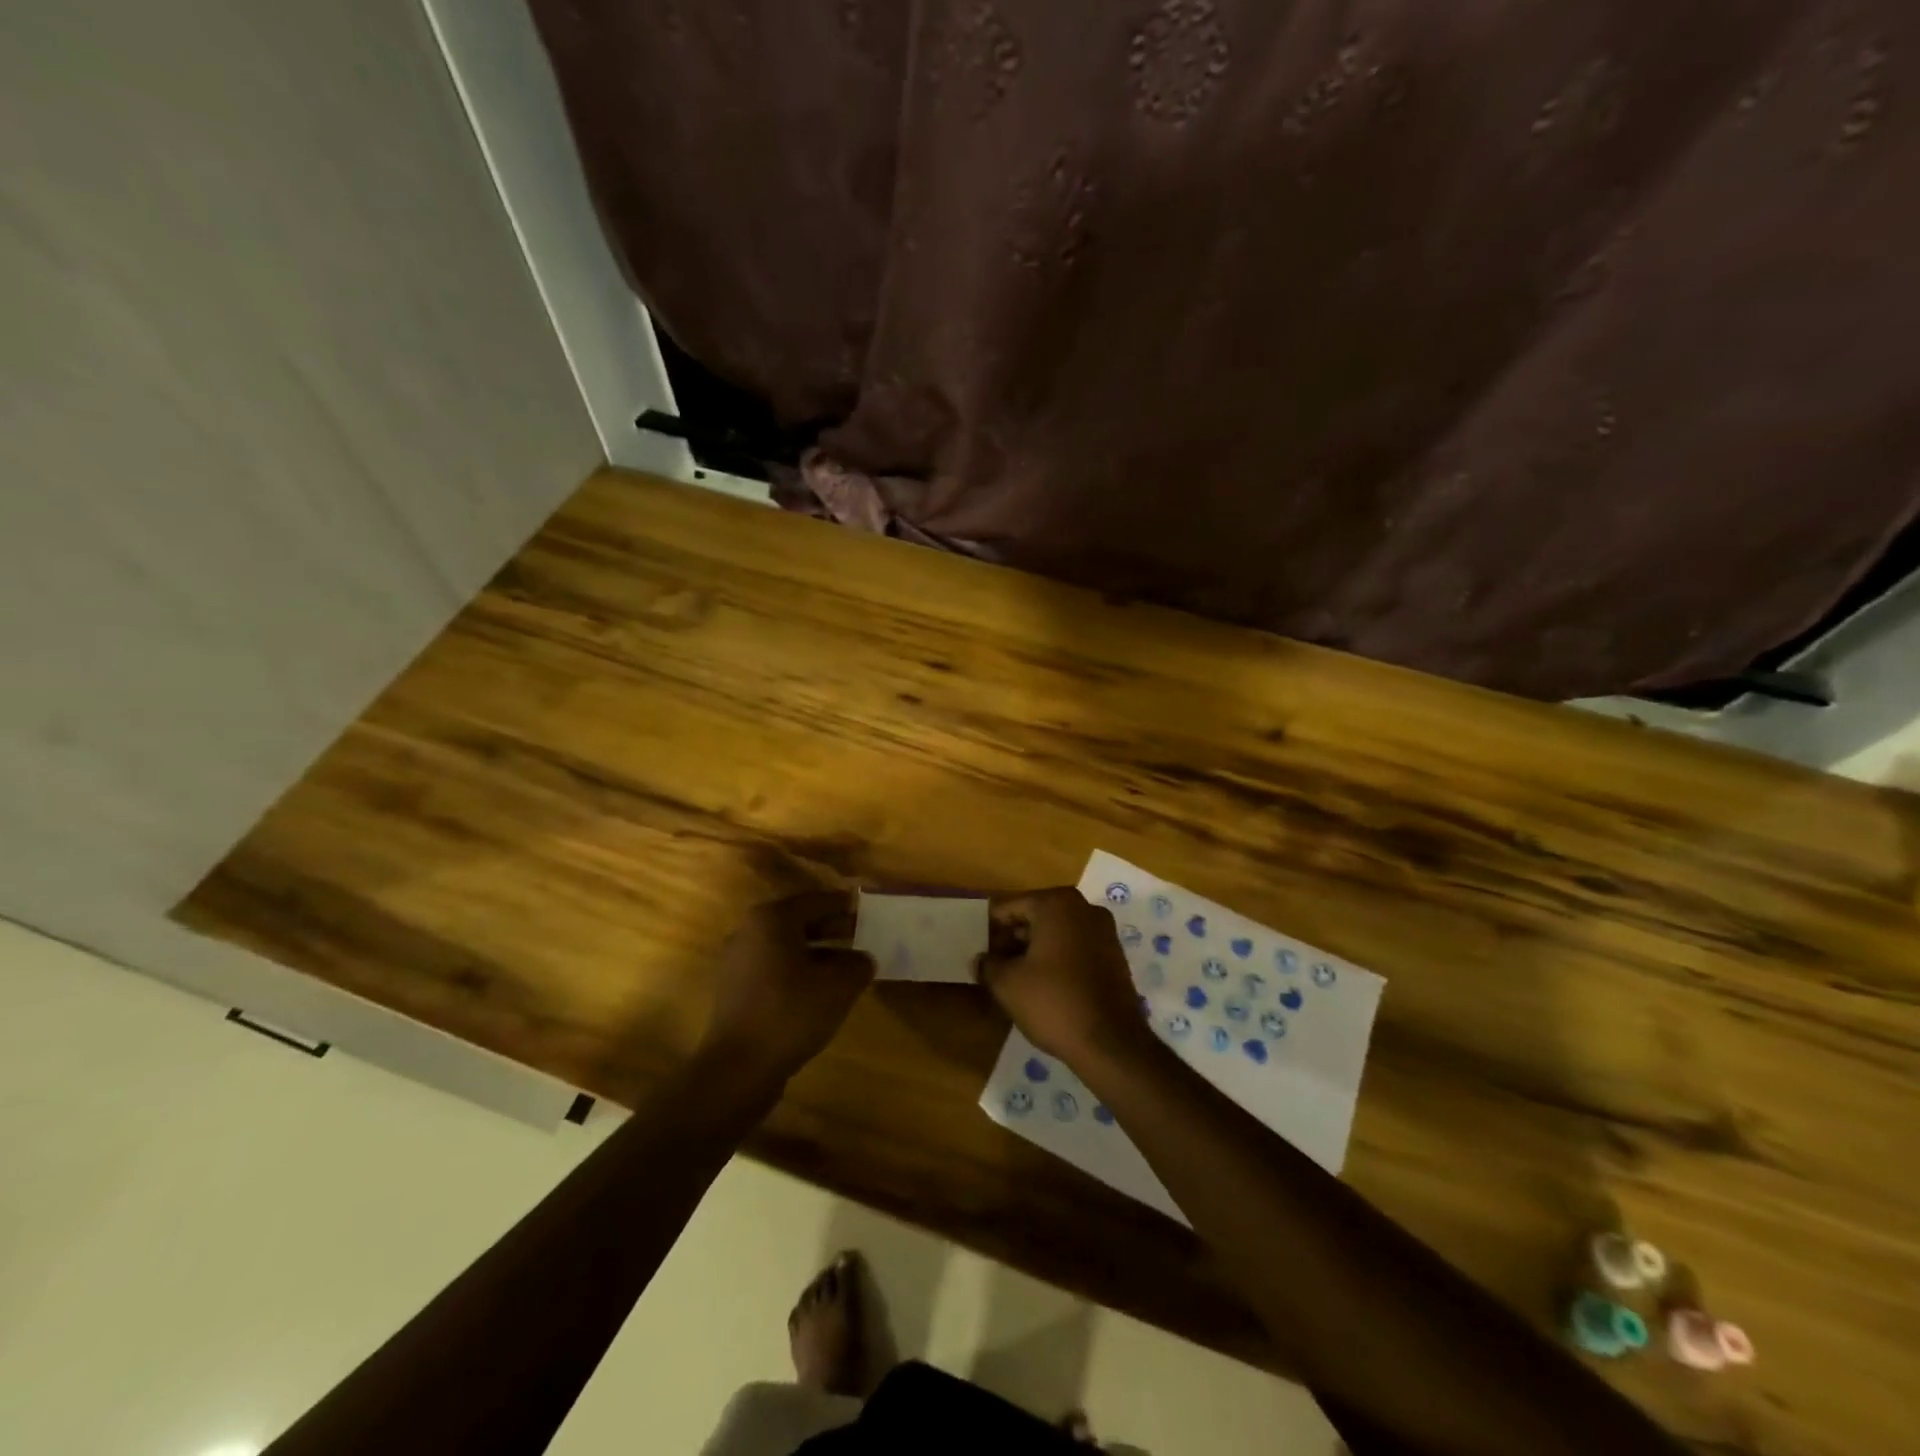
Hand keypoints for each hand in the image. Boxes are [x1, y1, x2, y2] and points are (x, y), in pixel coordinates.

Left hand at [702, 889, 874, 1080]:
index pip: (817, 900)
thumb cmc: (791, 1013)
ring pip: (788, 947)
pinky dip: (800, 971)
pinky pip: (776, 968)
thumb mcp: (839, 985)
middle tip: (864, 935)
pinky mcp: (737, 990)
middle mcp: (750, 931)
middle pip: (800, 921)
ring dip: (819, 952)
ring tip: (849, 965)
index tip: (869, 910)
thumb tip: (863, 959)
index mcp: (772, 919)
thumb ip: (858, 964)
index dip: (846, 905)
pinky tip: (823, 991)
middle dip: (833, 928)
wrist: (738, 1068)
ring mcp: (739, 961)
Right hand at [976, 887, 1146, 1065]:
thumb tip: (979, 960)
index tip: (979, 954)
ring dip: (1033, 951)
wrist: (1111, 1043)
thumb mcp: (1007, 984)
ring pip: (1056, 933)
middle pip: (1034, 916)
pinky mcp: (1114, 955)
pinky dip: (1057, 959)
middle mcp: (1083, 908)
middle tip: (993, 967)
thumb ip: (987, 965)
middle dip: (1012, 940)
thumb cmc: (1054, 1002)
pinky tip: (1043, 986)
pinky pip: (1075, 948)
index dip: (989, 931)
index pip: (1009, 908)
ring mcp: (1103, 931)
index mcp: (1056, 903)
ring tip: (1015, 979)